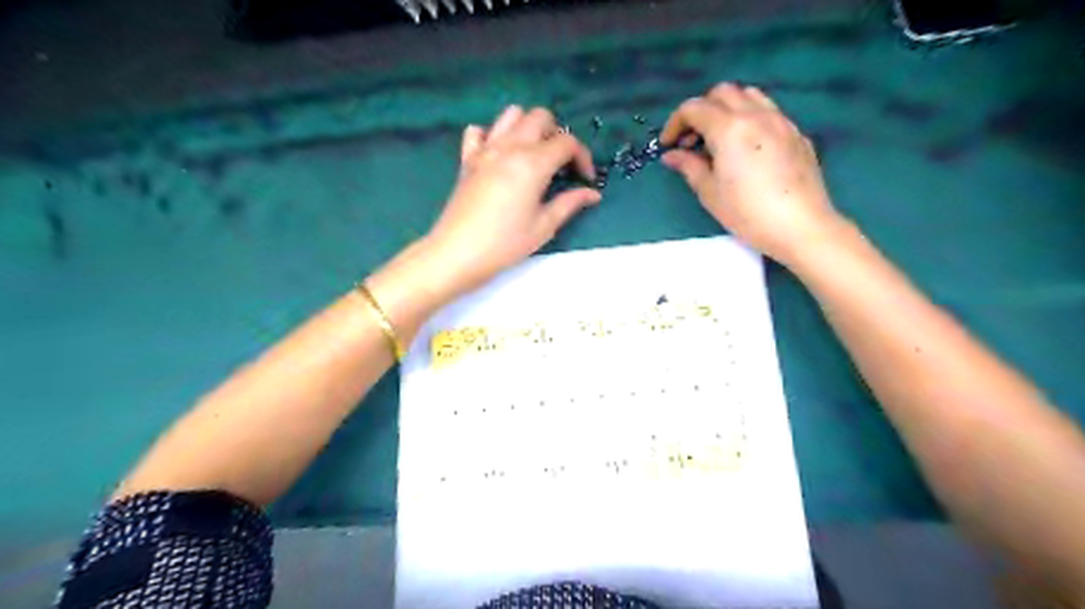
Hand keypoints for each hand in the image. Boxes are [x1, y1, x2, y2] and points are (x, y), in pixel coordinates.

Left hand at [422, 107, 597, 295]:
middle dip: (558, 135)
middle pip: (541, 117)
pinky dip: (493, 135)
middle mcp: (509, 146)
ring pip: (511, 115)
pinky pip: (480, 131)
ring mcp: (485, 149)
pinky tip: (500, 156)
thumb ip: (570, 203)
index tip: (585, 179)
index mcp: (532, 163)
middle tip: (561, 164)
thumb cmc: (505, 244)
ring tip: (534, 155)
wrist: (458, 253)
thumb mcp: (544, 226)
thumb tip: (592, 193)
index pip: (566, 143)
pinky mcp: (467, 159)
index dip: (583, 157)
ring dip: (528, 127)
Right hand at [663, 81, 847, 264]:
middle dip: (701, 111)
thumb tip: (672, 155)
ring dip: (727, 109)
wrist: (801, 226)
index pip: (694, 108)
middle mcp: (755, 114)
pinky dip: (750, 119)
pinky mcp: (797, 134)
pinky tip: (747, 150)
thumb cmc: (748, 213)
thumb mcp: (710, 192)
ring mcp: (781, 121)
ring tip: (720, 139)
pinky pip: (769, 112)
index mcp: (729, 127)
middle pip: (722, 93)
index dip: (675, 123)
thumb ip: (689, 166)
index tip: (669, 145)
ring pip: (749, 96)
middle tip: (692, 141)